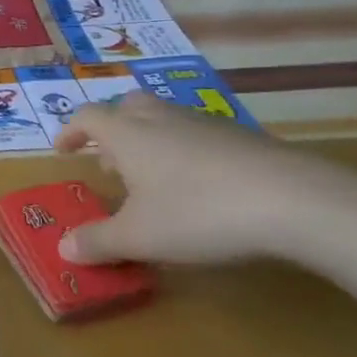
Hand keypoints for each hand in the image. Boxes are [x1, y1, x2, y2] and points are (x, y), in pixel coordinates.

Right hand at [52, 93, 356, 265]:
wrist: (294, 200)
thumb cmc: (197, 212)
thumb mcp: (140, 237)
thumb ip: (98, 241)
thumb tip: (63, 249)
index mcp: (127, 134)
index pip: (87, 117)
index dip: (71, 131)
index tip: (63, 151)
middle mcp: (161, 119)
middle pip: (127, 107)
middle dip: (113, 129)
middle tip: (110, 162)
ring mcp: (204, 124)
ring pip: (165, 120)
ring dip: (149, 141)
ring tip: (153, 179)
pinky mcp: (242, 138)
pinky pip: (199, 136)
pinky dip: (185, 153)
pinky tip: (200, 188)